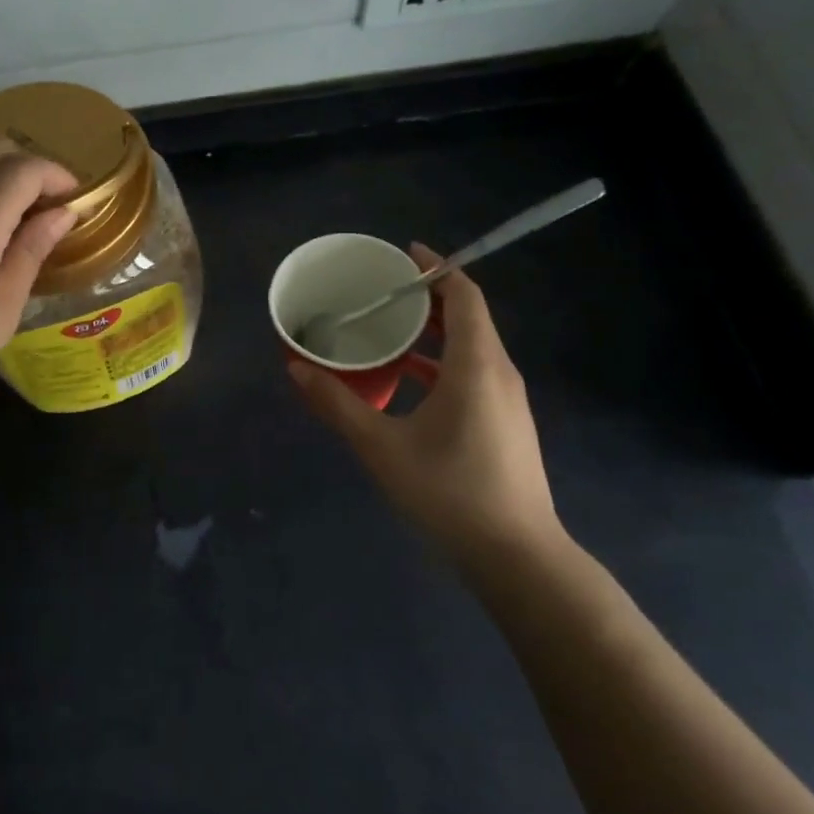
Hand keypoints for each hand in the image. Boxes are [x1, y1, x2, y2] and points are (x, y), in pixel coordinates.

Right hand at [288, 244, 563, 578]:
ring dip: (433, 330)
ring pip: (471, 346)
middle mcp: (498, 372)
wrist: (518, 559)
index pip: (464, 296)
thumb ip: (337, 404)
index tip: (403, 254)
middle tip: (381, 289)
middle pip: (468, 316)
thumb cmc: (450, 493)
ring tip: (387, 326)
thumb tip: (295, 368)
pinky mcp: (505, 423)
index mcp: (476, 365)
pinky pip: (472, 372)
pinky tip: (406, 378)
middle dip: (427, 296)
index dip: (436, 269)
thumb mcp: (382, 447)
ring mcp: (506, 400)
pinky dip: (440, 360)